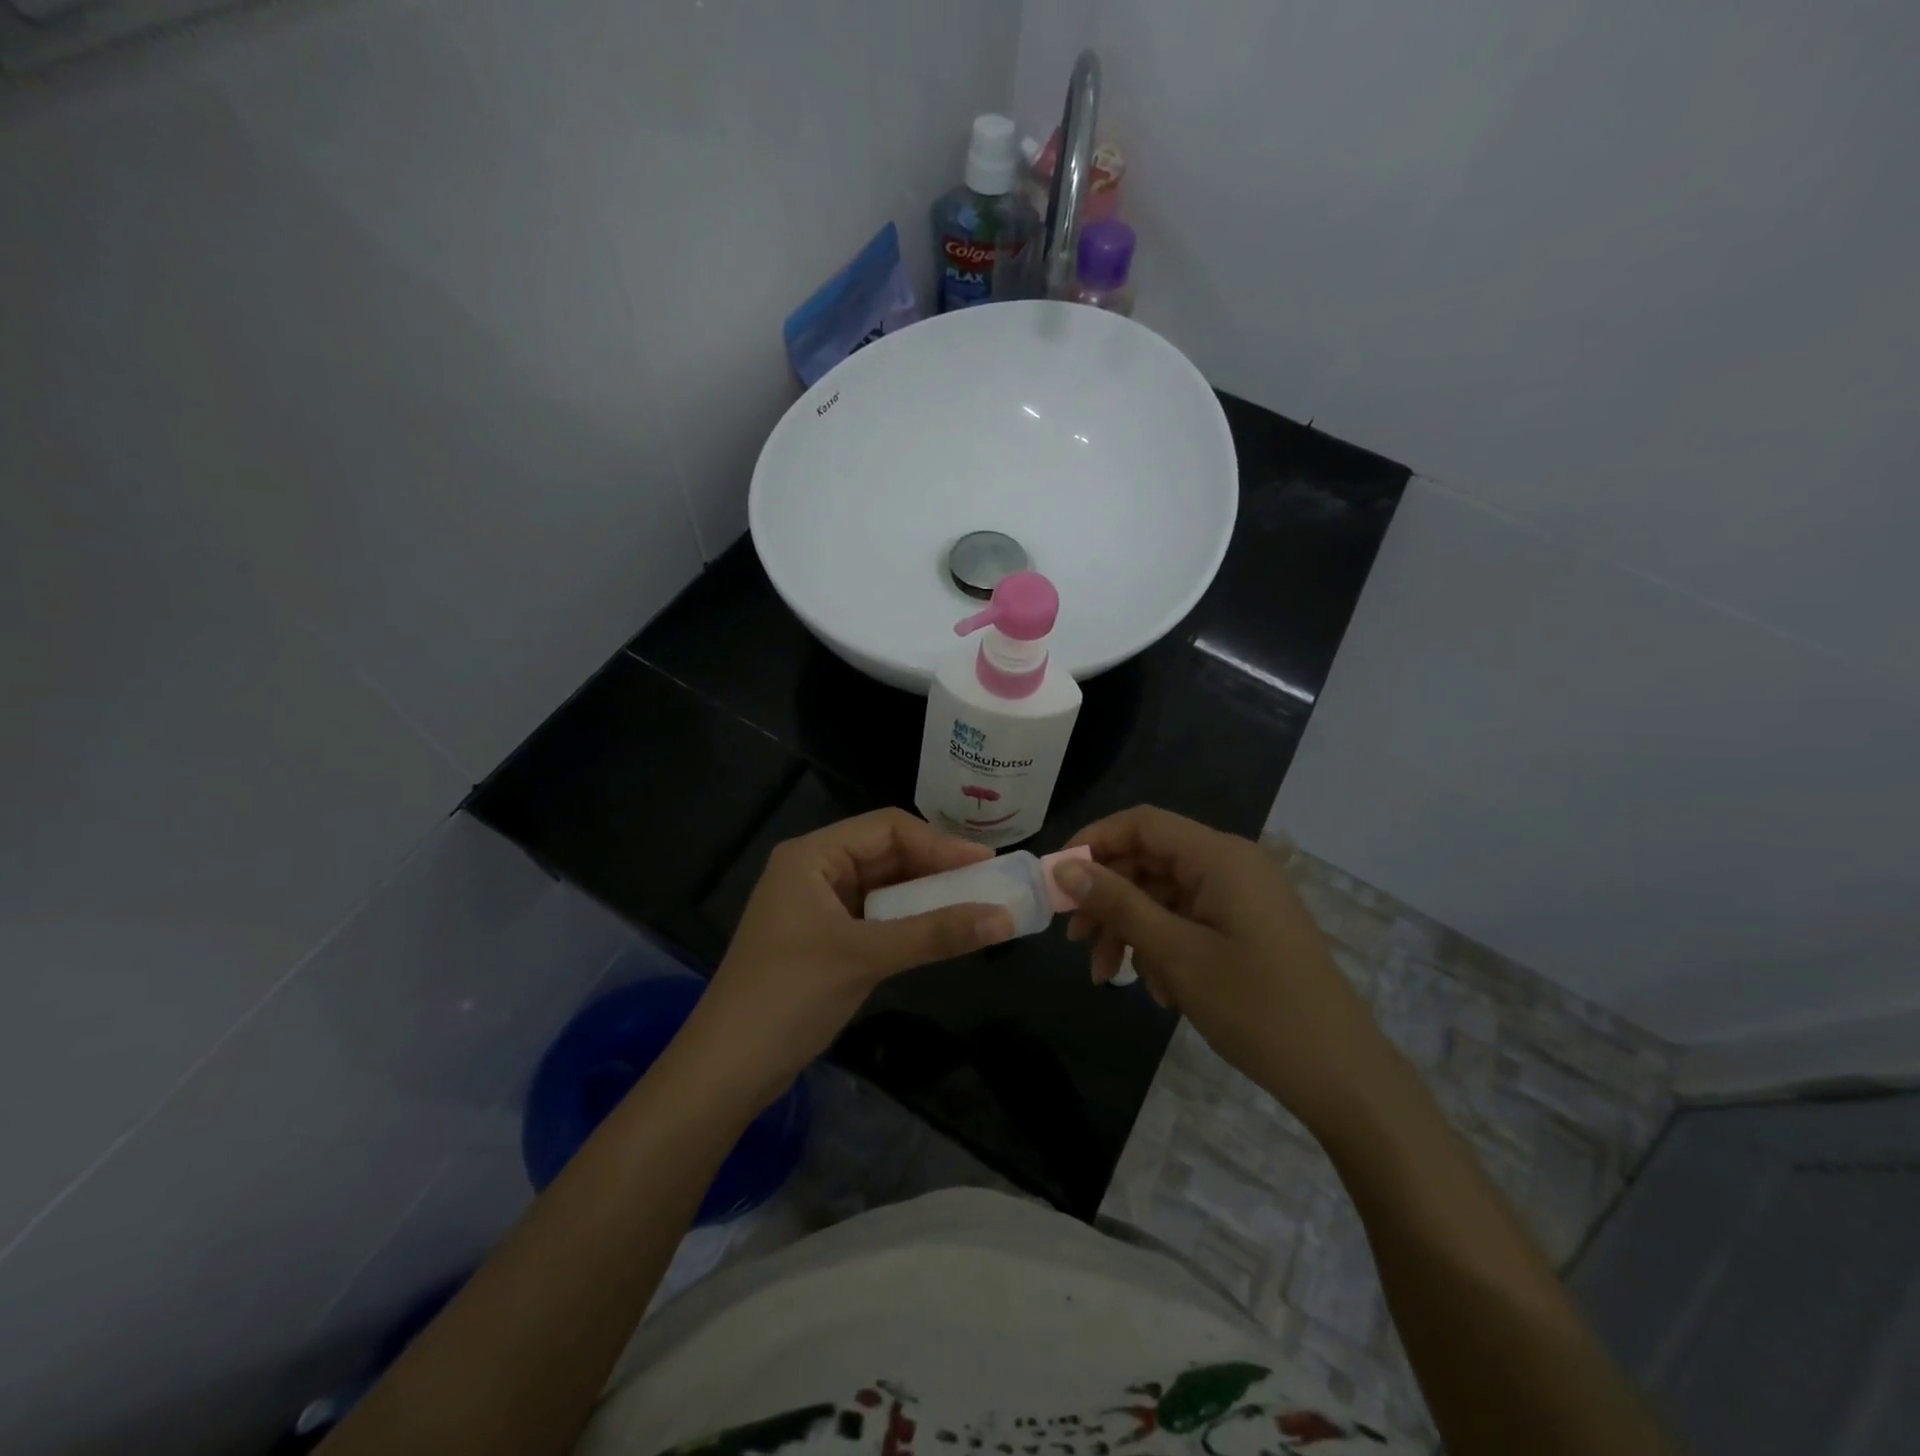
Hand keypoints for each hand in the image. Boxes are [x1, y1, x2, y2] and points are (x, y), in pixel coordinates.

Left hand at [680, 809, 1016, 1107]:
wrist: (725, 1071)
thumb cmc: (789, 997)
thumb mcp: (866, 958)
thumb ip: (936, 934)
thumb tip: (1005, 917)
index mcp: (813, 855)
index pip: (887, 827)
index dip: (940, 842)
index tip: (988, 863)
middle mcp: (814, 870)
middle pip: (886, 853)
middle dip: (936, 867)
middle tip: (988, 884)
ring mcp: (817, 905)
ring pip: (883, 886)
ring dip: (926, 895)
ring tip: (974, 905)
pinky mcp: (823, 938)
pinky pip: (875, 916)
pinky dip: (908, 921)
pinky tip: (939, 931)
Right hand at [1056, 806, 1390, 1130]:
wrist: (1342, 1076)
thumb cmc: (1255, 1007)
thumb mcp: (1175, 953)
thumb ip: (1117, 903)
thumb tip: (1065, 867)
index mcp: (1219, 856)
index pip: (1141, 824)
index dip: (1092, 842)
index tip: (1056, 880)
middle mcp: (1232, 864)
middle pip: (1150, 860)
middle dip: (1108, 897)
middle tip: (1075, 940)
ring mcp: (1242, 896)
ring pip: (1165, 894)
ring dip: (1130, 929)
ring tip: (1108, 977)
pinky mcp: (1247, 926)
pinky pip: (1189, 919)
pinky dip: (1162, 945)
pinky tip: (1155, 989)